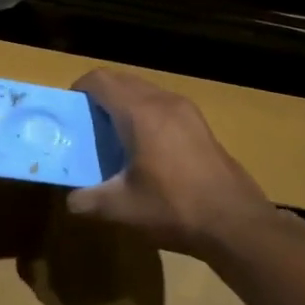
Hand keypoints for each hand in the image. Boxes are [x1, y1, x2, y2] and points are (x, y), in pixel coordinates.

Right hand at [66, 69, 278, 257]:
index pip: (100, 80)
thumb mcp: (121, 209)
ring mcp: (187, 111)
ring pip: (144, 91)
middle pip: (122, 81)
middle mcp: (164, 101)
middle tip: (86, 127)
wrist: (236, 224)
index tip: (68, 113)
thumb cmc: (174, 209)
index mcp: (140, 113)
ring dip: (123, 105)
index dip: (78, 90)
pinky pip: (162, 105)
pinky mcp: (201, 124)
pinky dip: (144, 114)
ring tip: (112, 138)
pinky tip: (143, 149)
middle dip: (99, 97)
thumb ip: (86, 200)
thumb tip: (70, 199)